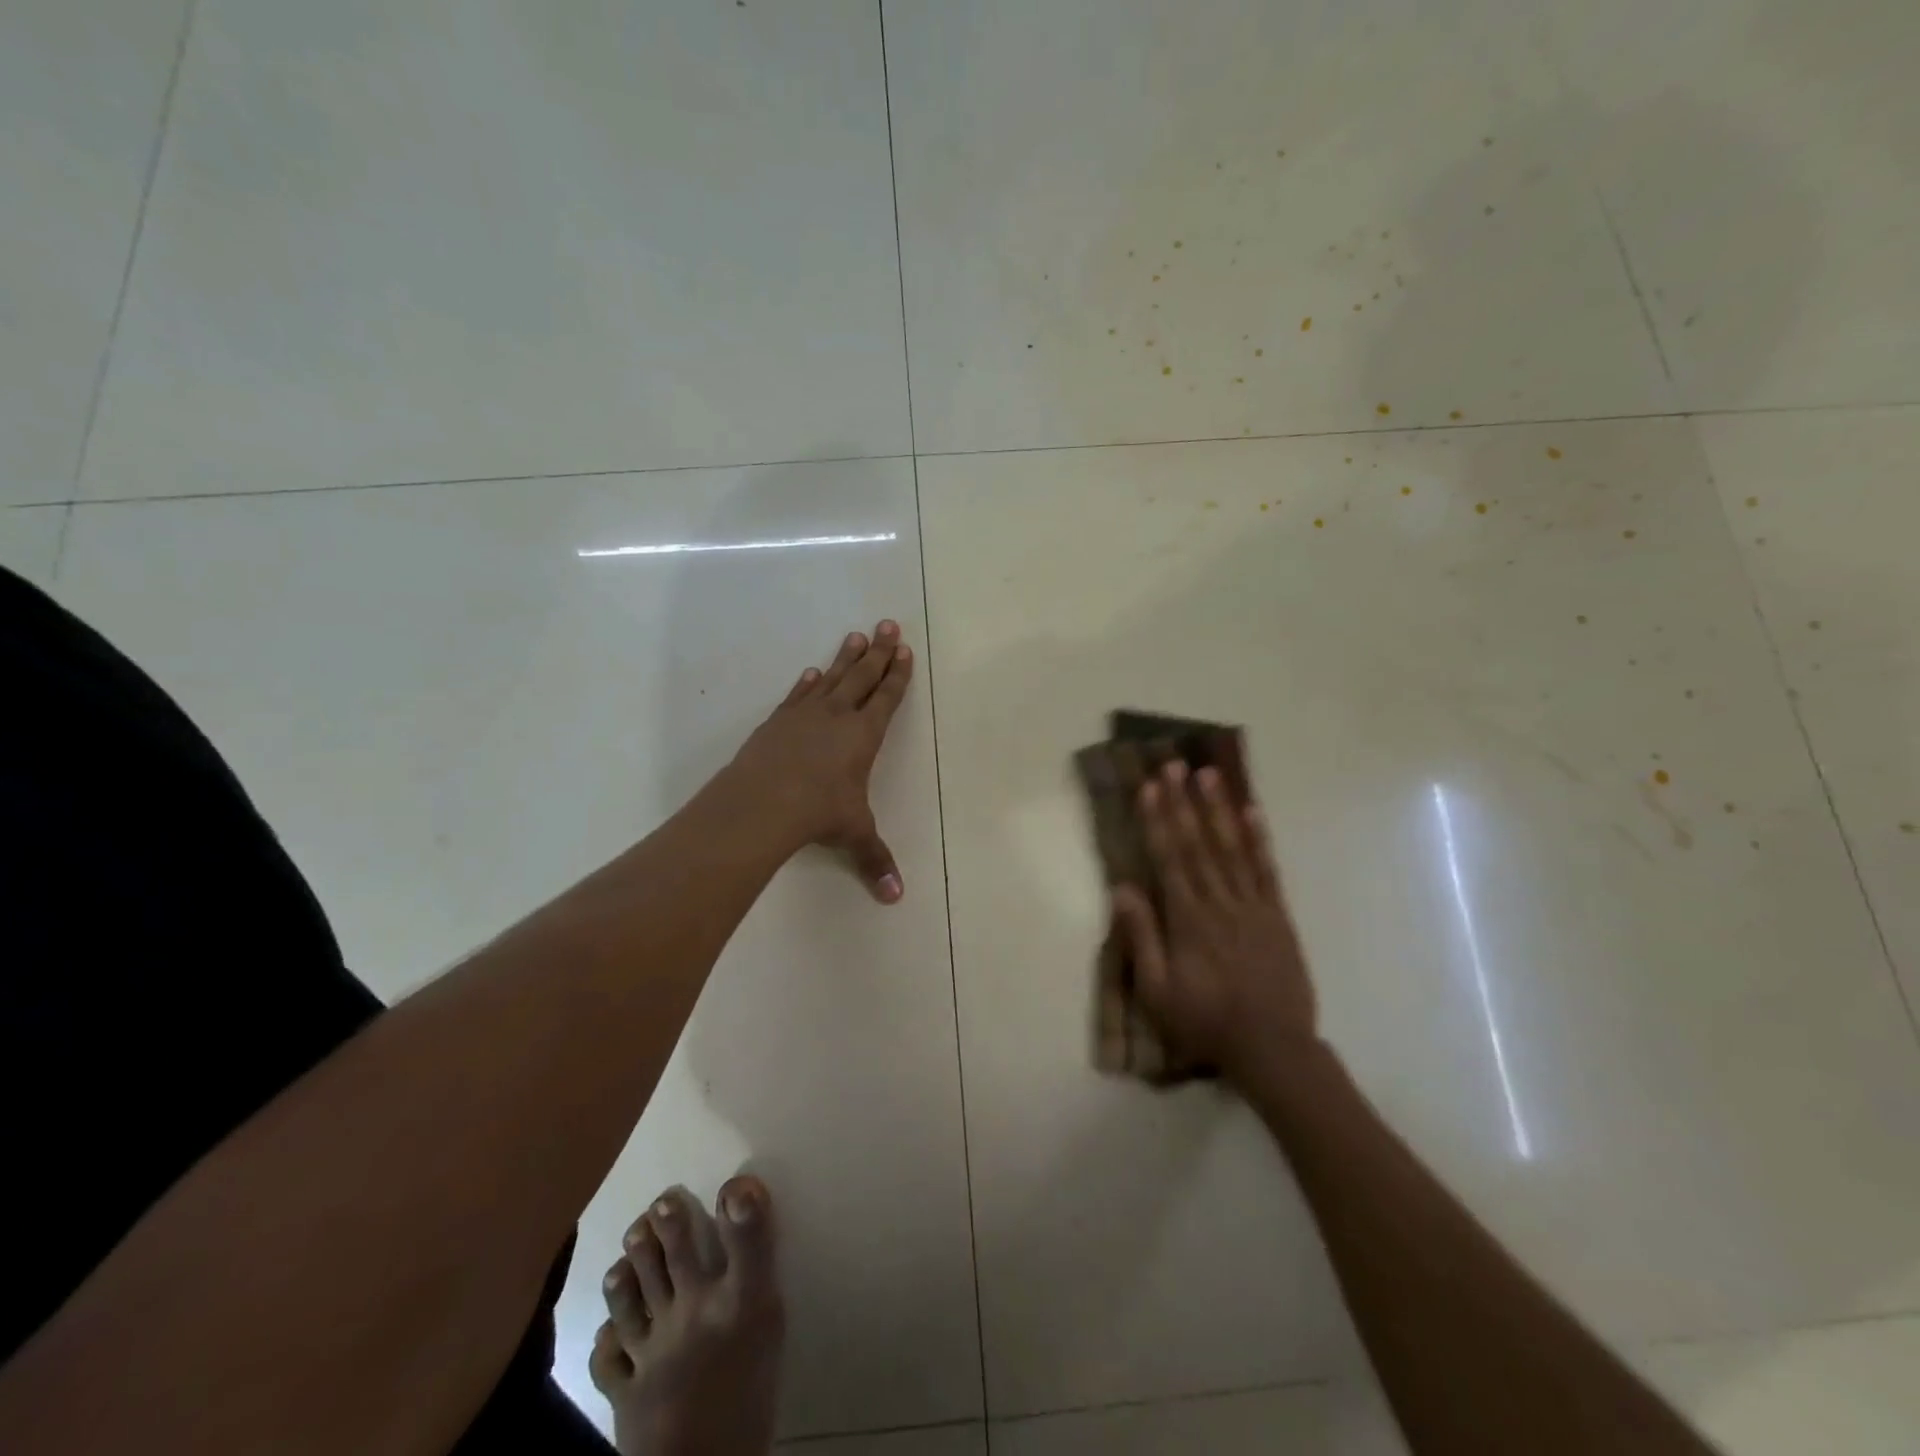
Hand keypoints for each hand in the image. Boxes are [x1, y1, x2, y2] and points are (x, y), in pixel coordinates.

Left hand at [730, 620, 914, 901]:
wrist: (762, 802)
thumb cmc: (818, 813)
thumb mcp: (853, 834)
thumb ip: (875, 860)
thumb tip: (896, 898)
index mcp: (864, 736)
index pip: (887, 698)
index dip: (898, 675)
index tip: (905, 650)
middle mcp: (837, 717)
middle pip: (863, 676)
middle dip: (879, 651)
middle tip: (888, 624)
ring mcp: (804, 715)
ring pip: (832, 677)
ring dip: (846, 657)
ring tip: (856, 636)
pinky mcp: (777, 722)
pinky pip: (798, 695)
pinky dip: (808, 682)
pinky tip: (812, 672)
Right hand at [1109, 761, 1317, 1079]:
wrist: (1272, 1047)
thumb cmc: (1206, 1021)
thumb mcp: (1158, 991)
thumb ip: (1142, 938)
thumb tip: (1122, 889)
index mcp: (1188, 919)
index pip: (1169, 858)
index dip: (1158, 820)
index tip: (1150, 787)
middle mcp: (1220, 902)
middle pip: (1198, 844)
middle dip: (1184, 802)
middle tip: (1174, 765)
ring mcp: (1253, 906)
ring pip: (1233, 848)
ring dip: (1219, 809)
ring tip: (1209, 774)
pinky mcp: (1278, 916)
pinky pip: (1268, 871)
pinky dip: (1260, 840)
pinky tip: (1253, 812)